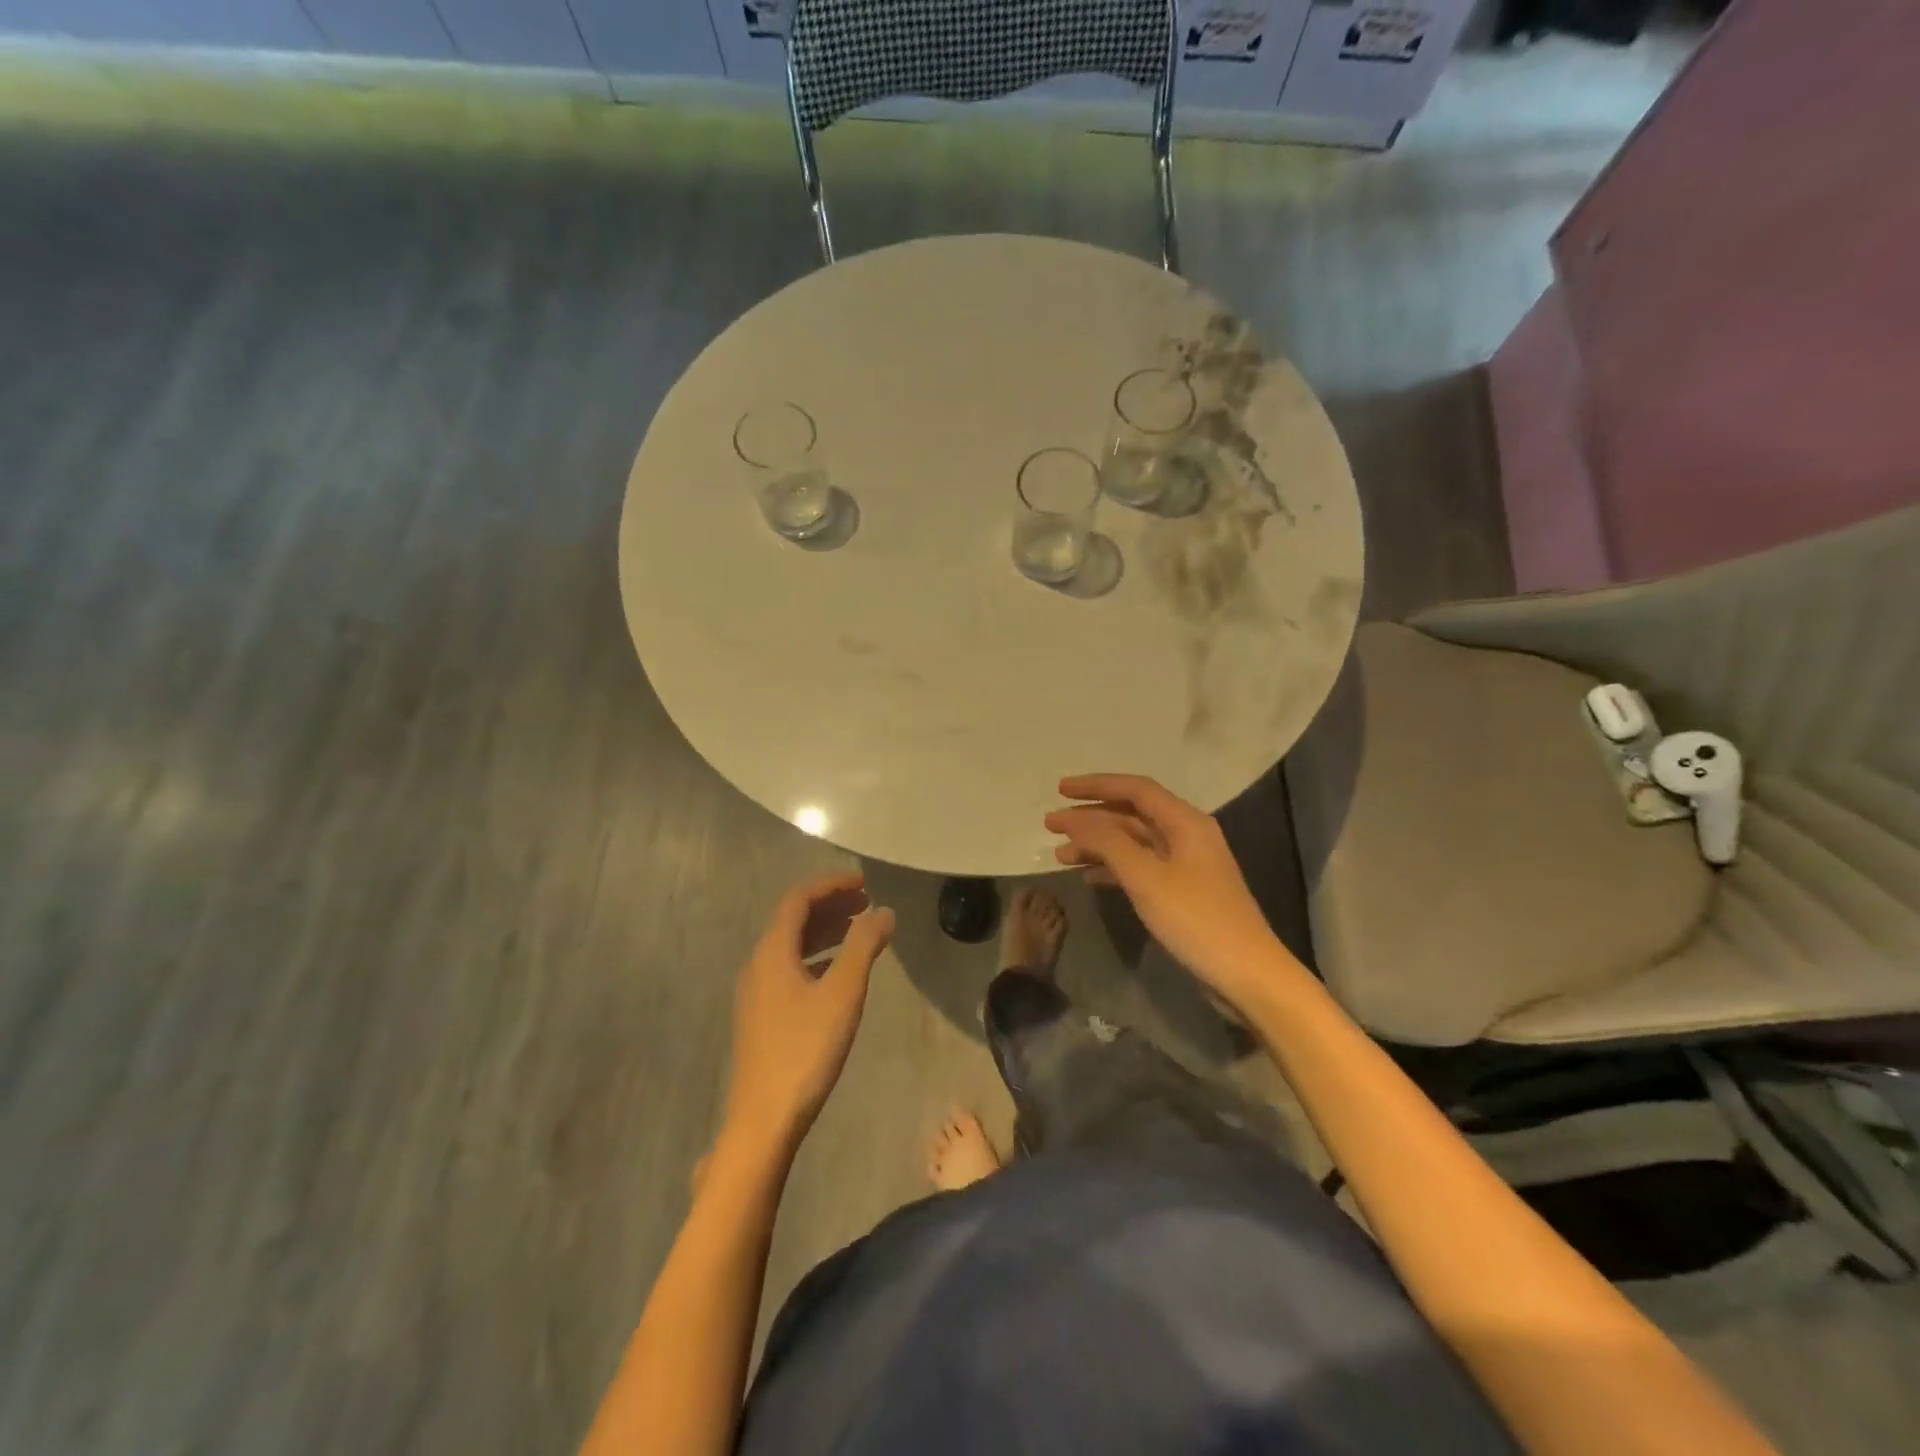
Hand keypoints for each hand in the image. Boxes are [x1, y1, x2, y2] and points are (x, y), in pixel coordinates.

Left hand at [723, 872, 895, 1154]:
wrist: (764, 1119)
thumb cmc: (805, 1049)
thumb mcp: (843, 992)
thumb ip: (864, 946)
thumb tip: (884, 911)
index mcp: (772, 951)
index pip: (798, 898)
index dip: (831, 884)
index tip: (864, 883)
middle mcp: (758, 963)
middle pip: (793, 919)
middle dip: (830, 905)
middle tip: (867, 903)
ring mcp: (756, 991)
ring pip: (791, 945)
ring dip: (824, 931)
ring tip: (859, 931)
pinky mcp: (761, 1015)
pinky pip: (789, 967)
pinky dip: (816, 956)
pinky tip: (837, 973)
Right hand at [1045, 774, 1275, 1003]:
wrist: (1247, 974)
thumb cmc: (1196, 919)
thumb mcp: (1146, 877)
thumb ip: (1107, 842)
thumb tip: (1074, 818)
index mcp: (1185, 822)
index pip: (1135, 789)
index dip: (1096, 786)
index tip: (1060, 790)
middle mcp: (1187, 835)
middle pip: (1132, 814)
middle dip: (1090, 817)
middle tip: (1051, 825)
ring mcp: (1187, 865)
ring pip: (1133, 842)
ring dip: (1097, 845)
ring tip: (1060, 856)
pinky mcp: (1184, 891)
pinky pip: (1141, 867)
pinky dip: (1113, 868)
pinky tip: (1088, 879)